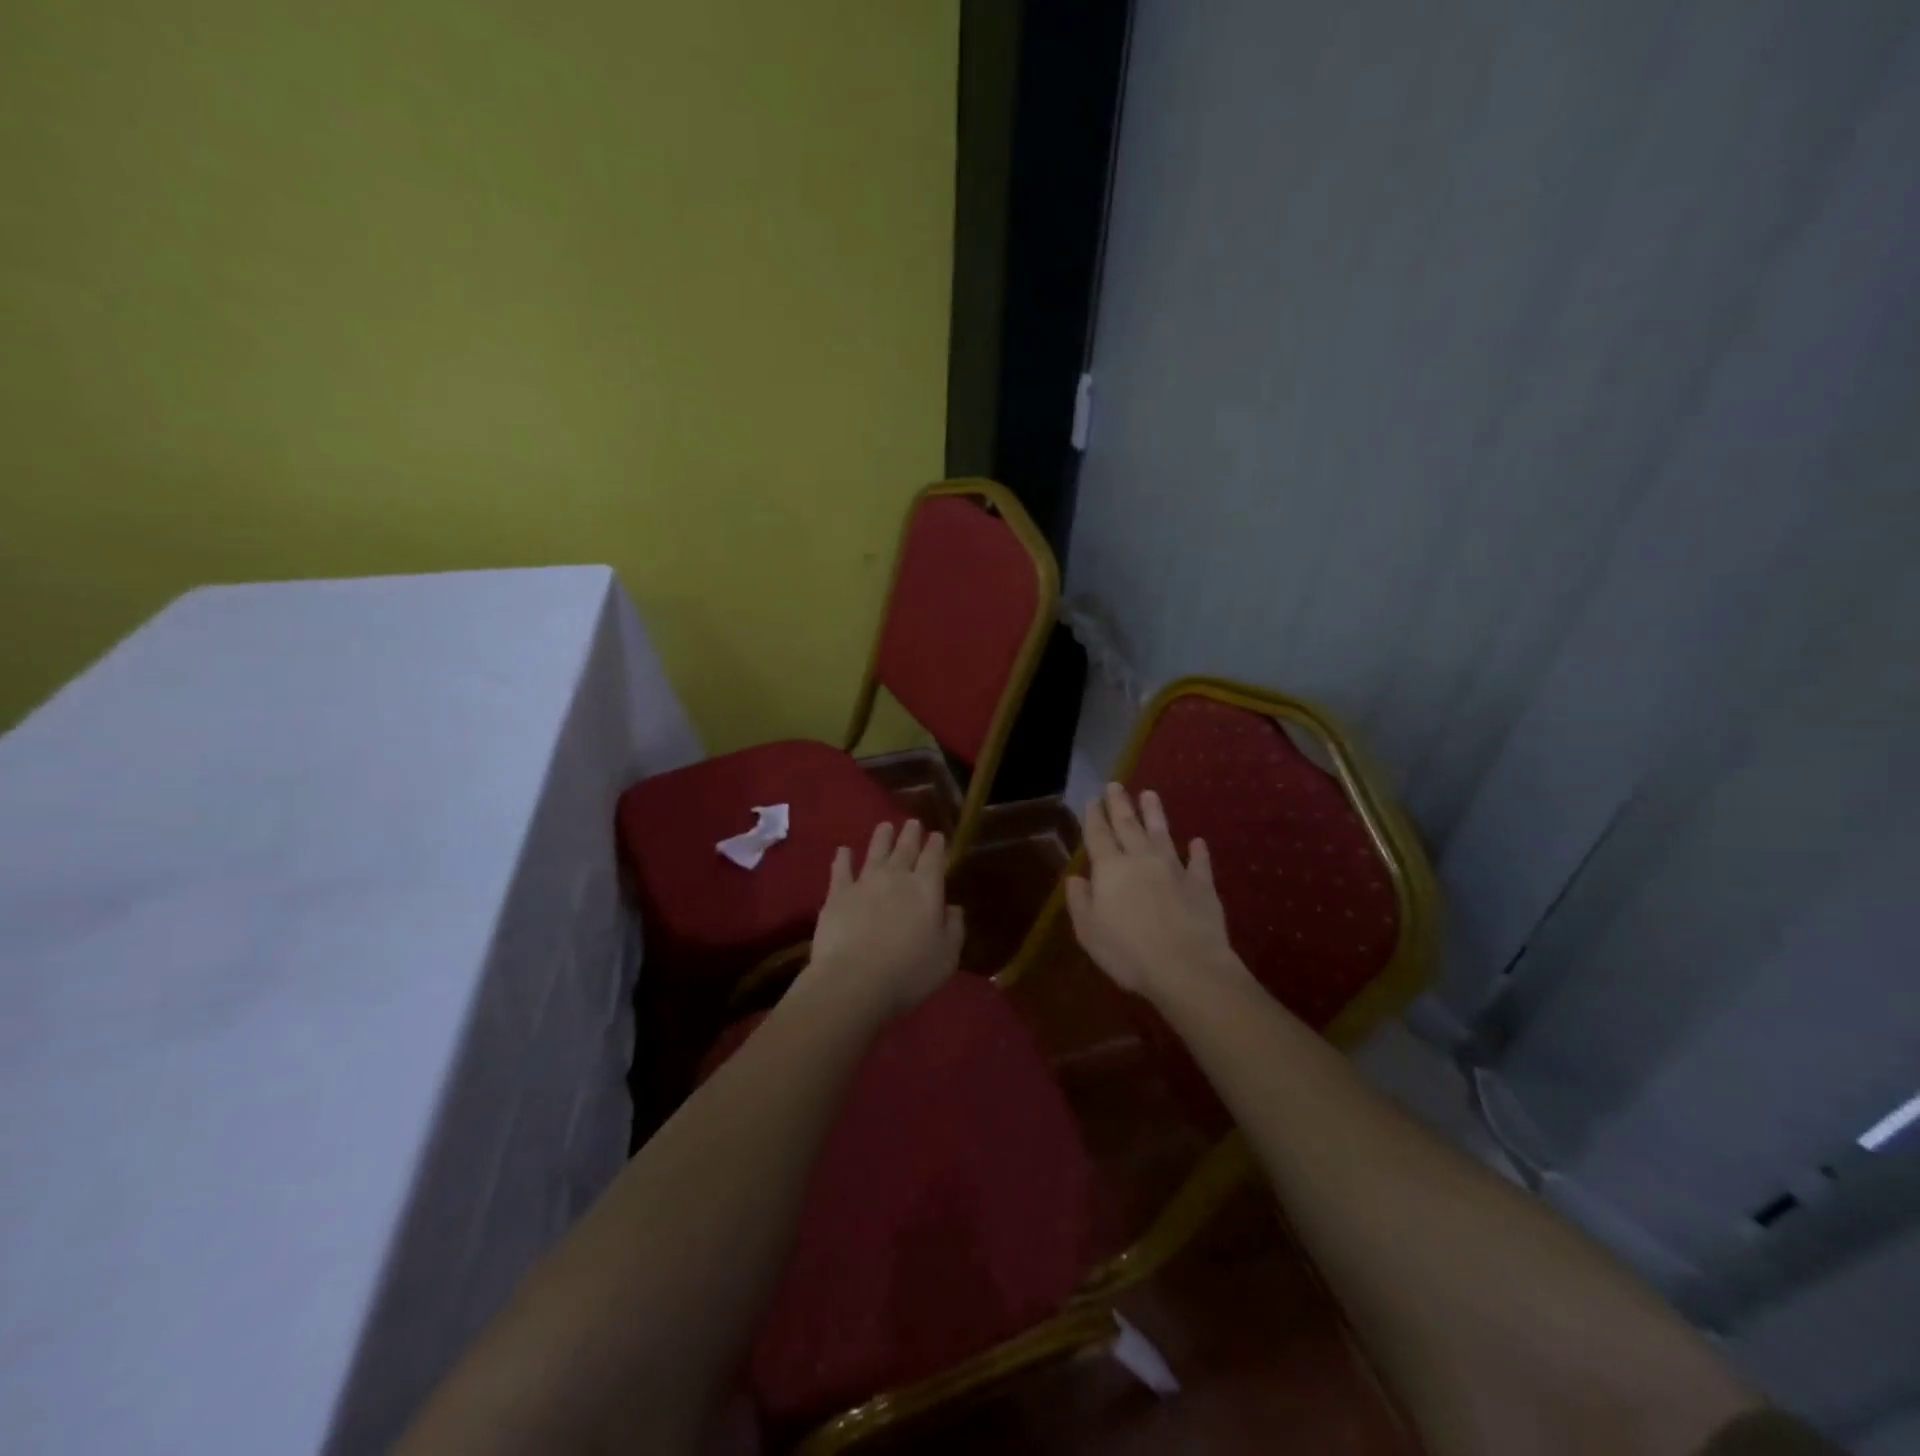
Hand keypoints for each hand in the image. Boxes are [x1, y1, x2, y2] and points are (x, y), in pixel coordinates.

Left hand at [804, 819, 963, 1017]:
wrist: (854, 981)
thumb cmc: (909, 972)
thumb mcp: (946, 956)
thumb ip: (954, 928)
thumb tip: (953, 908)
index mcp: (926, 888)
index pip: (934, 857)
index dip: (936, 845)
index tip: (936, 835)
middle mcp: (896, 876)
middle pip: (905, 848)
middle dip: (911, 834)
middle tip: (913, 822)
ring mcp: (864, 882)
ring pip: (875, 851)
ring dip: (882, 837)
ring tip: (885, 826)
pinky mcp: (838, 894)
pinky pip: (841, 869)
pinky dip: (843, 858)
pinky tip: (843, 850)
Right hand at [1065, 784, 1245, 1005]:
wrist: (1186, 967)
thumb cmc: (1128, 952)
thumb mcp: (1089, 931)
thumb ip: (1080, 901)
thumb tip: (1076, 877)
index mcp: (1110, 869)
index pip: (1098, 835)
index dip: (1094, 816)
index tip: (1092, 798)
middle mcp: (1141, 860)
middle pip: (1128, 825)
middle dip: (1120, 804)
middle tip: (1115, 785)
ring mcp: (1174, 869)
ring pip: (1162, 834)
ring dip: (1155, 814)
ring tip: (1150, 794)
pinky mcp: (1201, 885)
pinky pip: (1199, 863)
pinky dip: (1198, 851)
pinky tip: (1198, 842)